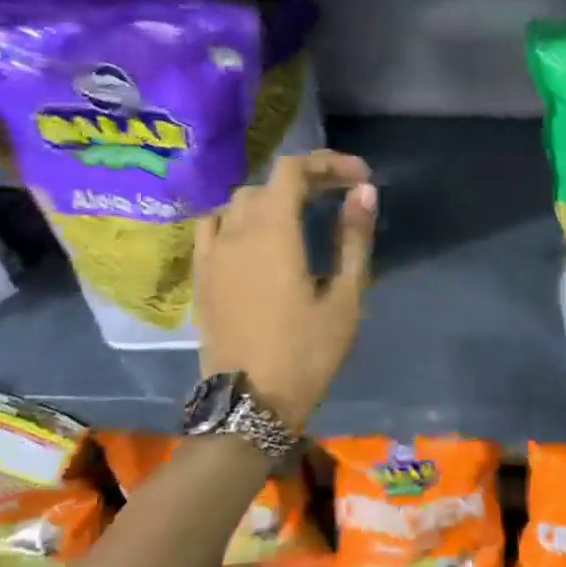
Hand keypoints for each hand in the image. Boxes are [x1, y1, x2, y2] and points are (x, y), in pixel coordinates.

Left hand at [194, 150, 376, 432]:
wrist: (250, 403)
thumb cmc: (307, 352)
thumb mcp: (344, 297)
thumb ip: (353, 238)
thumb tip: (364, 192)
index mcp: (273, 232)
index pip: (293, 170)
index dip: (328, 163)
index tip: (359, 178)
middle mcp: (236, 232)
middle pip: (268, 183)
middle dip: (307, 179)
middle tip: (340, 196)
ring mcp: (212, 253)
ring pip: (240, 203)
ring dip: (273, 198)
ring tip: (301, 214)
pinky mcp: (201, 275)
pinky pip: (214, 226)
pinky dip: (239, 218)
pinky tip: (255, 236)